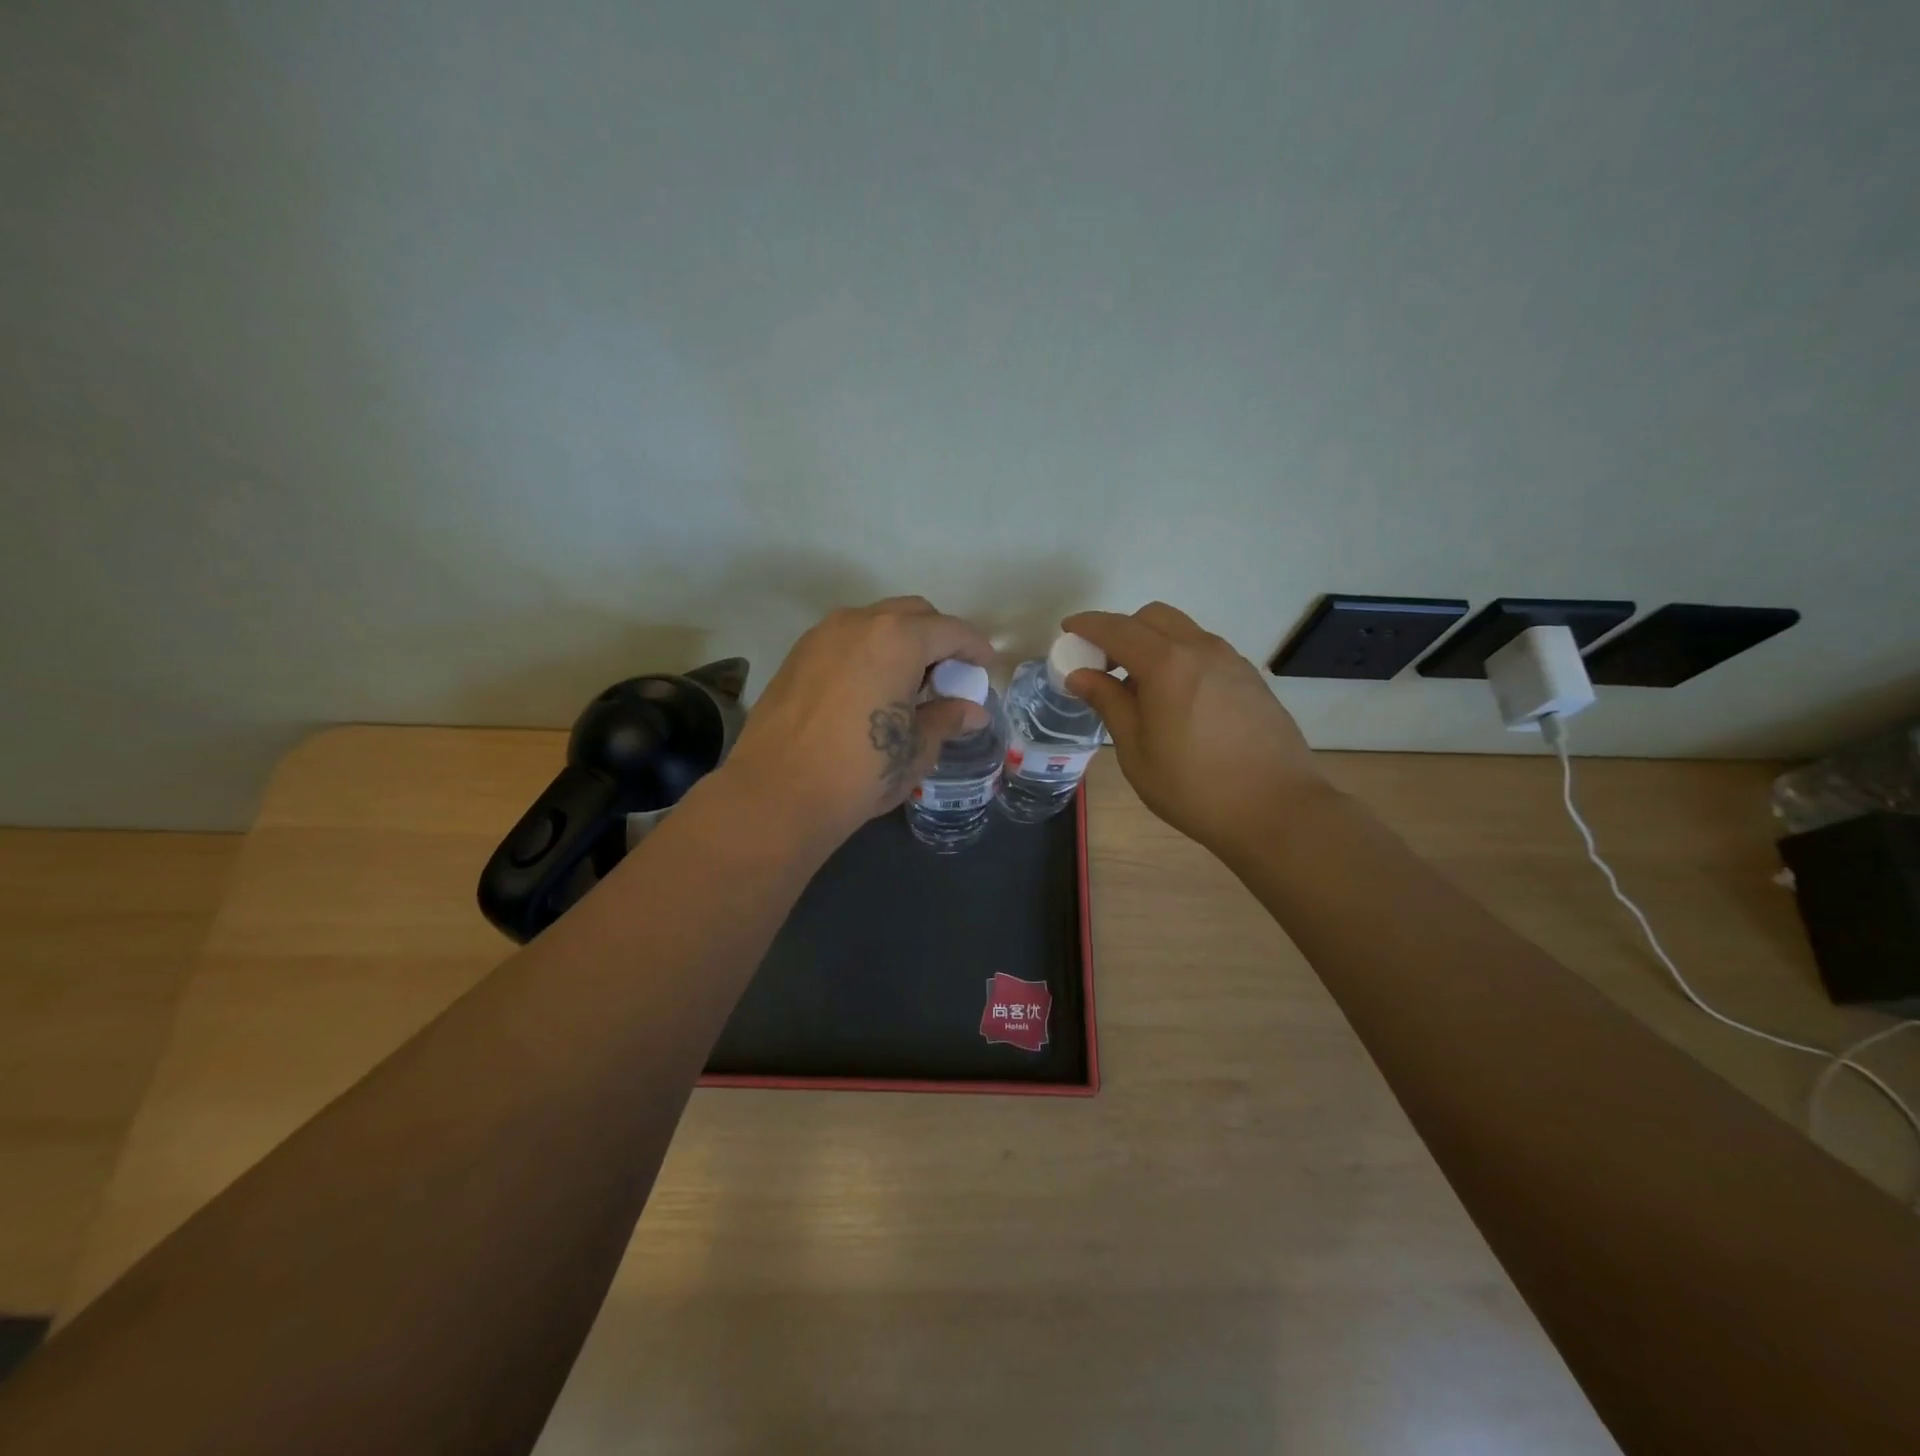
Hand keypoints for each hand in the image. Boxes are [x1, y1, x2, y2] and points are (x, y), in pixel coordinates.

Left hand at [722, 597, 994, 848]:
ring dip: (900, 642)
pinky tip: (871, 690)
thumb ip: (947, 719)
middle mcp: (858, 622)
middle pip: (912, 614)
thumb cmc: (861, 771)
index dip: (975, 648)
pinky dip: (868, 652)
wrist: (777, 794)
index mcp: (897, 639)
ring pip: (874, 622)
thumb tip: (973, 711)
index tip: (986, 666)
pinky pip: (845, 640)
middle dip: (937, 638)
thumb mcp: (916, 748)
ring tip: (909, 683)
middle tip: (948, 675)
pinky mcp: (796, 656)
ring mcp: (821, 635)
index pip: (950, 630)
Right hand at [1061, 603, 1329, 856]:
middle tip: (1104, 665)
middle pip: (1154, 617)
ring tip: (1140, 688)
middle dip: (1122, 630)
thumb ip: (1109, 703)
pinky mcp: (1251, 680)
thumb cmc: (1193, 787)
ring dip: (1153, 644)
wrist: (1277, 809)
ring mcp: (1232, 662)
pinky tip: (1176, 700)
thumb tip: (1082, 675)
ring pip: (1183, 632)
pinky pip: (1205, 652)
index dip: (1088, 625)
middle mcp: (1201, 650)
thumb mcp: (1136, 751)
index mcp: (1167, 664)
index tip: (1068, 629)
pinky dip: (1180, 659)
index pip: (1117, 629)